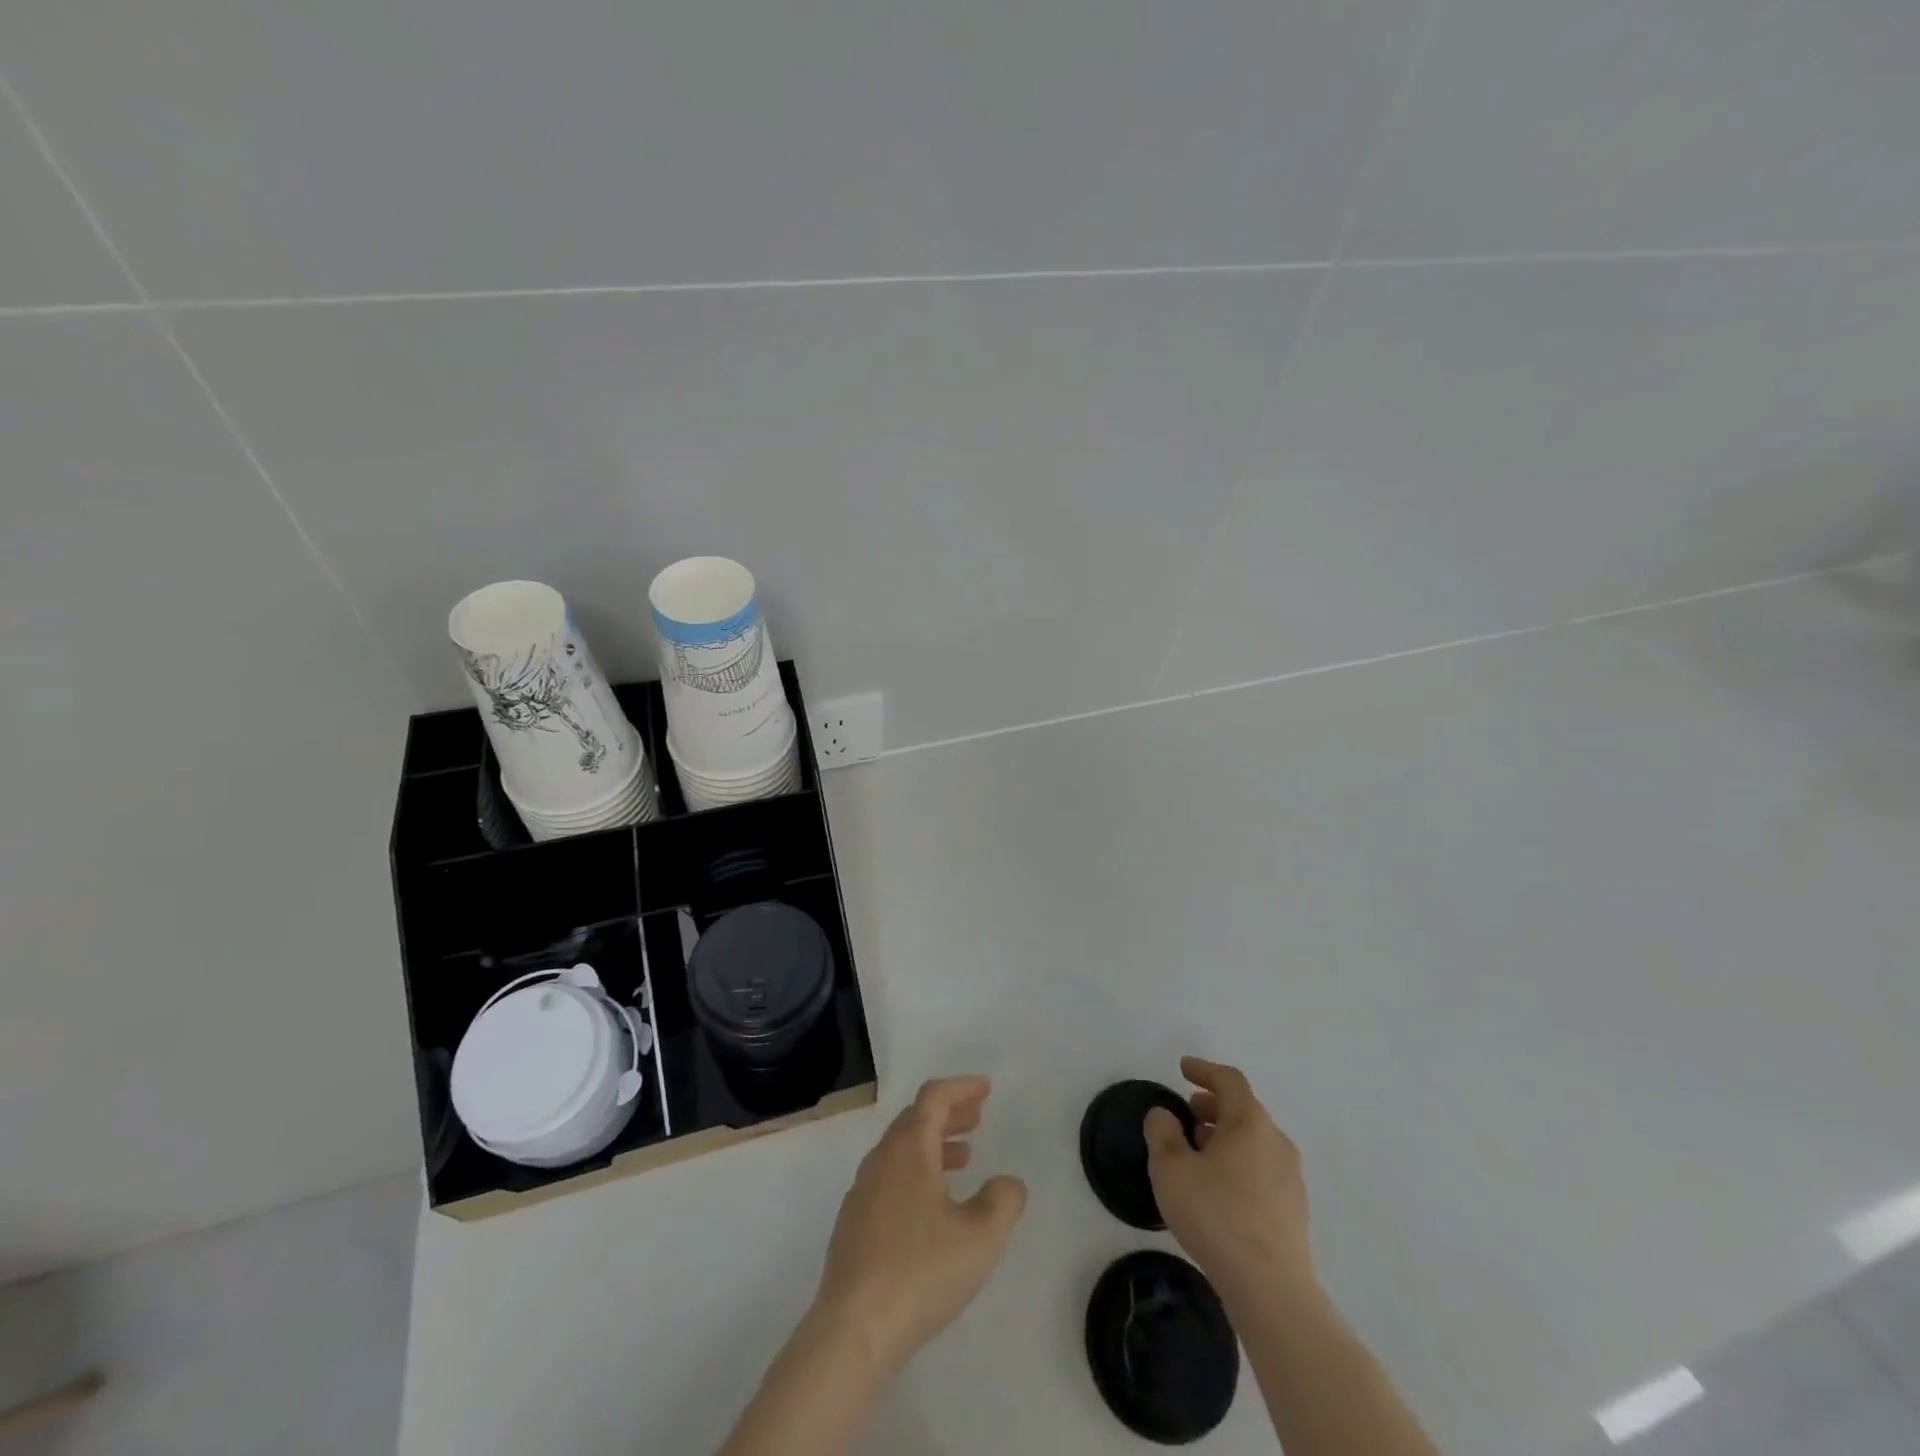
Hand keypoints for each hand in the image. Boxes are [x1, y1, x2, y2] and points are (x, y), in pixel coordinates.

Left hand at [813, 1076, 1027, 1372]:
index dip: (961, 1087)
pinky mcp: (853, 1226)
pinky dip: (916, 1172)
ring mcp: (862, 1193)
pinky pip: (889, 1179)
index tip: (986, 1088)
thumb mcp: (981, 1236)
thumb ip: (1003, 1201)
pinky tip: (931, 1206)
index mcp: (908, 1150)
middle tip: (978, 1117)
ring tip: (964, 1157)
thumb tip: (1008, 1182)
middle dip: (949, 1113)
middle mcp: (881, 1161)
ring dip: (934, 1144)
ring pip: (901, 1151)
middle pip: (915, 1119)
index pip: (933, 1098)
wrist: (853, 1330)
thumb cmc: (921, 1271)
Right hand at [1144, 1057, 1314, 1294]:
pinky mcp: (1294, 1210)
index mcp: (1249, 1122)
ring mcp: (1291, 1177)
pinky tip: (1219, 1190)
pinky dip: (1239, 1163)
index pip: (1229, 1080)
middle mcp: (1276, 1141)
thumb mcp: (1170, 1168)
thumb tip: (1165, 1115)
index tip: (1183, 1068)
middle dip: (1212, 1106)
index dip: (1204, 1069)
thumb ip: (1162, 1132)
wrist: (1271, 1289)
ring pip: (1254, 1141)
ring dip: (1225, 1137)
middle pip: (1243, 1109)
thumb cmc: (1216, 1216)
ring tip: (1198, 1154)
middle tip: (1187, 1114)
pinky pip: (1262, 1169)